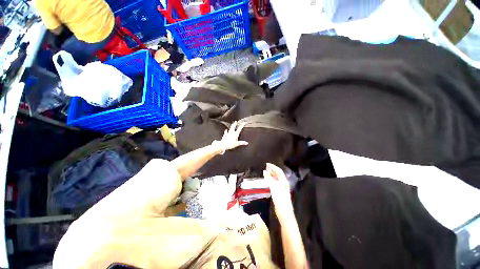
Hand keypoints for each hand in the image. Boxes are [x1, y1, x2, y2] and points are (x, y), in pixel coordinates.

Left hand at [212, 121, 248, 152]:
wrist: (222, 145)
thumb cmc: (229, 144)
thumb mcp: (237, 144)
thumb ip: (242, 143)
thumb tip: (246, 143)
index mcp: (235, 134)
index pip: (239, 128)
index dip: (242, 125)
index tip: (244, 122)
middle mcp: (231, 133)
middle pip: (233, 127)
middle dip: (235, 124)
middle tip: (236, 121)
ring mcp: (227, 134)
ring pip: (230, 128)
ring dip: (231, 126)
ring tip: (232, 124)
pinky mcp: (224, 136)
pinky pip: (225, 132)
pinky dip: (226, 131)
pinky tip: (226, 130)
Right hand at [263, 163, 293, 221]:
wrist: (284, 212)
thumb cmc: (280, 199)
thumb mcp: (274, 187)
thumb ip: (269, 179)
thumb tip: (265, 171)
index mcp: (284, 181)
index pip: (278, 171)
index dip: (273, 166)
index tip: (267, 164)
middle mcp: (284, 183)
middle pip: (278, 174)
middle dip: (272, 169)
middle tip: (266, 167)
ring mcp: (282, 187)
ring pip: (276, 178)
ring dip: (271, 174)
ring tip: (266, 171)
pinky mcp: (279, 191)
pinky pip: (275, 182)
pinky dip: (271, 179)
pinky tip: (268, 180)